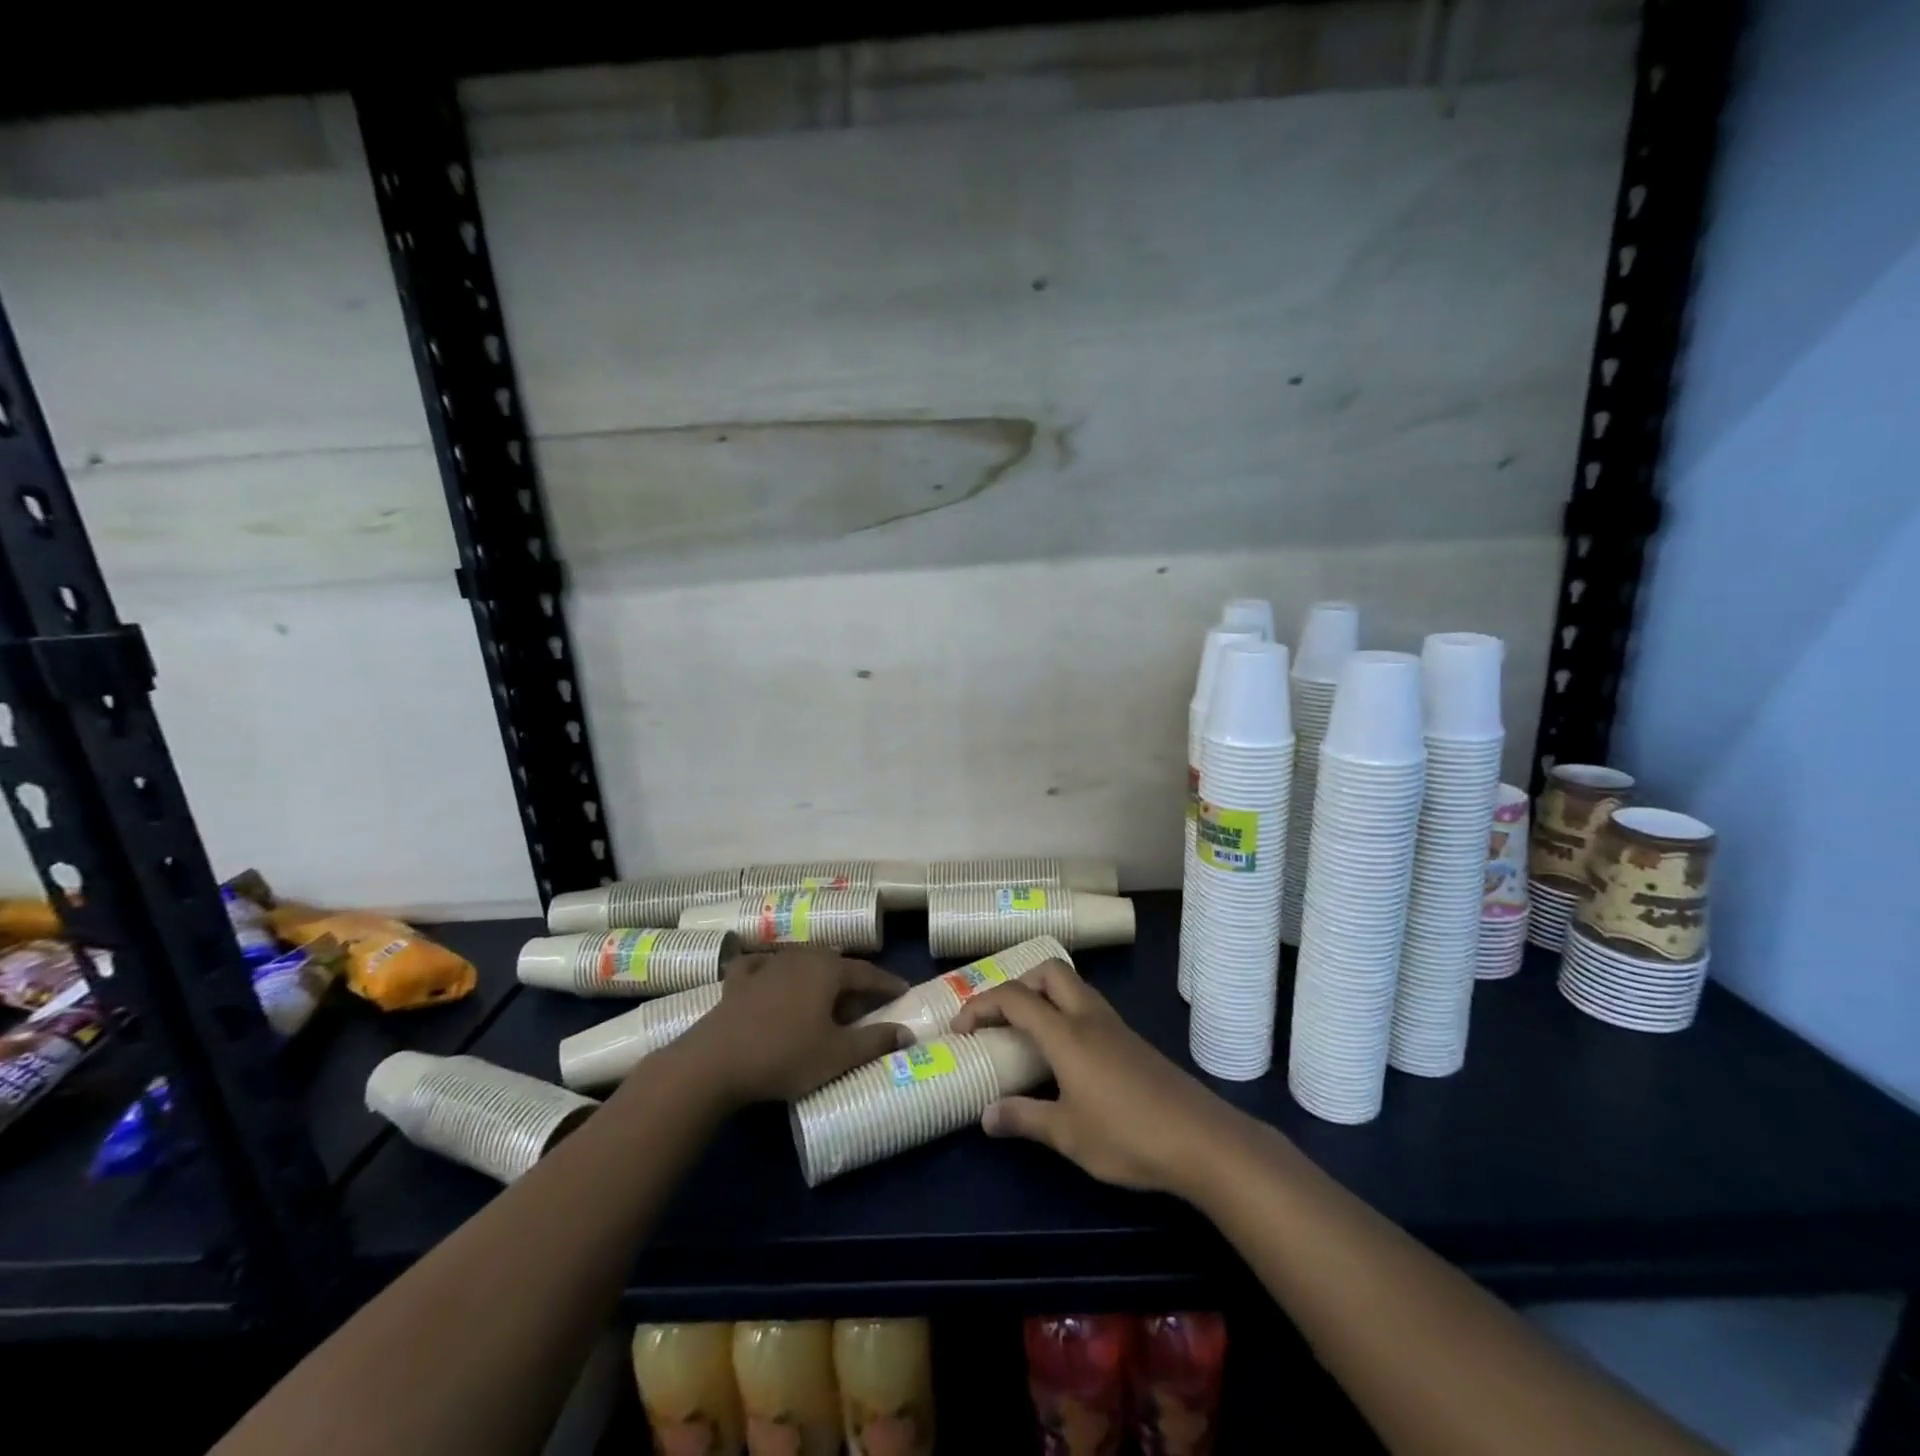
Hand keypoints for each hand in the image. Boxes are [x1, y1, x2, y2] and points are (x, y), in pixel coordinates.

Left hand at [672, 948, 911, 1104]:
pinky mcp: (738, 980)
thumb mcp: (837, 1056)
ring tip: (825, 997)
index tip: (903, 991)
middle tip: (863, 1003)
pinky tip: (769, 976)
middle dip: (852, 980)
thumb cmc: (785, 1055)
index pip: (867, 972)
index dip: (887, 983)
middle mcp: (800, 958)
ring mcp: (766, 965)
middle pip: (834, 964)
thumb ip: (875, 1042)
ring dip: (817, 976)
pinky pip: (761, 966)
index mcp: (828, 970)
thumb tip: (907, 1033)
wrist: (715, 1062)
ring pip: (801, 962)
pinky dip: (771, 970)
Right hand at [950, 959, 1247, 1196]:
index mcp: (1066, 1034)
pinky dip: (1066, 1012)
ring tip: (1028, 1033)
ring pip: (1072, 986)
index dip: (981, 1005)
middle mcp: (1088, 1017)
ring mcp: (1114, 1025)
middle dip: (1018, 983)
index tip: (961, 1029)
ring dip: (1044, 996)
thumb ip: (1024, 1119)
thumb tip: (985, 1115)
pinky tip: (1066, 1054)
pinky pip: (1088, 1007)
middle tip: (1001, 1019)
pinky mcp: (1131, 1040)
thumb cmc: (1127, 1135)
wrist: (1201, 1140)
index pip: (1014, 998)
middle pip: (1049, 971)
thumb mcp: (1067, 1135)